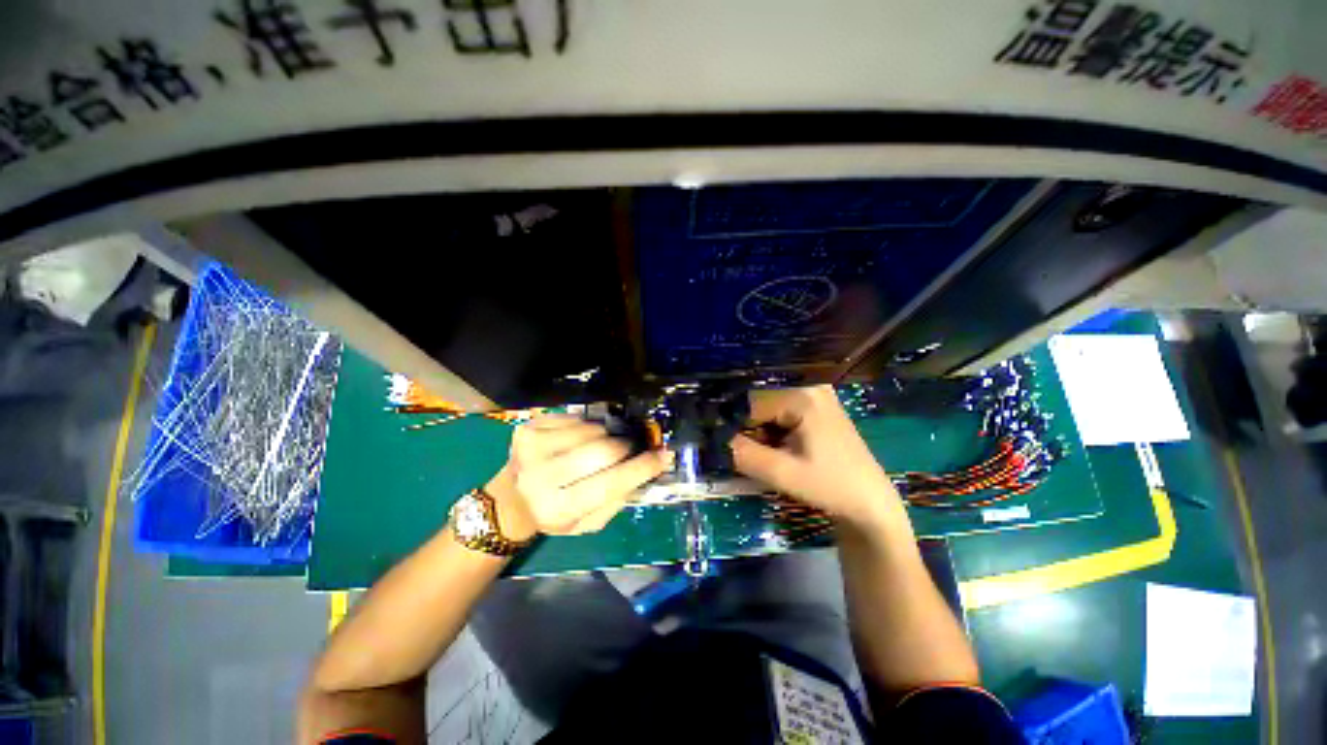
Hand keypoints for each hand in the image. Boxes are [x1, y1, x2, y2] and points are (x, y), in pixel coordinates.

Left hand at [483, 415, 672, 540]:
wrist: (511, 498)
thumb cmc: (556, 514)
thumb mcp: (589, 522)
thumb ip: (619, 498)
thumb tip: (649, 466)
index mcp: (558, 510)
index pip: (610, 483)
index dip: (641, 468)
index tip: (664, 455)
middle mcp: (540, 478)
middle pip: (603, 450)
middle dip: (625, 447)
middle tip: (630, 448)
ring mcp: (531, 448)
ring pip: (592, 430)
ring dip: (606, 436)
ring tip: (599, 447)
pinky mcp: (528, 427)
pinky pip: (577, 418)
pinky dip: (588, 427)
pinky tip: (580, 439)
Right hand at [731, 386, 901, 528]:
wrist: (870, 504)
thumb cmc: (831, 487)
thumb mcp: (783, 474)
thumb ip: (744, 454)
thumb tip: (713, 439)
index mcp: (802, 397)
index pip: (750, 402)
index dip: (732, 424)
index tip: (721, 444)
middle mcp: (809, 387)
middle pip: (760, 402)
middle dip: (747, 428)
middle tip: (740, 452)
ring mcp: (815, 395)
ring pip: (768, 408)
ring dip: (758, 430)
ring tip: (760, 454)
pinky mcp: (817, 407)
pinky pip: (781, 412)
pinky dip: (772, 430)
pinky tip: (776, 449)